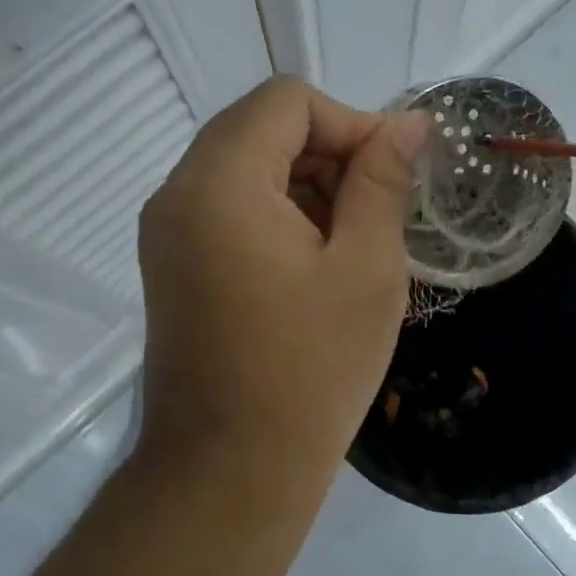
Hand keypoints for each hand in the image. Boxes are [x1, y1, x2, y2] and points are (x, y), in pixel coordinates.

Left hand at [136, 76, 428, 495]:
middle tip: (377, 213)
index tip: (391, 175)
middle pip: (261, 127)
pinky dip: (276, 213)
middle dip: (329, 154)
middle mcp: (178, 192)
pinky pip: (228, 206)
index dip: (350, 122)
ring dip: (305, 185)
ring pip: (245, 166)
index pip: (287, 101)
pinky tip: (313, 266)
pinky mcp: (172, 263)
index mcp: (220, 182)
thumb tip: (408, 124)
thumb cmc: (309, 370)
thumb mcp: (366, 268)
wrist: (228, 475)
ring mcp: (167, 230)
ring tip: (350, 246)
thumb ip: (383, 181)